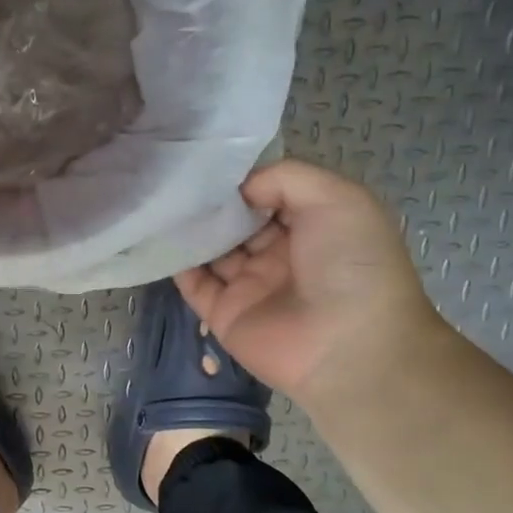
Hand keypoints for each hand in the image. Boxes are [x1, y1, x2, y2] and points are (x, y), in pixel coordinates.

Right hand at [175, 160, 445, 406]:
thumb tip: (238, 189)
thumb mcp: (337, 199)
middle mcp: (282, 253)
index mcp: (315, 226)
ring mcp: (251, 285)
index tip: (214, 164)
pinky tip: (162, 238)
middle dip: (213, 202)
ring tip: (164, 203)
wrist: (347, 347)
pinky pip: (195, 285)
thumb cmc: (350, 264)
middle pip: (238, 221)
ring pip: (213, 250)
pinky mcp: (224, 314)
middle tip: (180, 180)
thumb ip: (284, 179)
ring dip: (192, 229)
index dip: (245, 179)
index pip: (270, 194)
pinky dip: (178, 263)